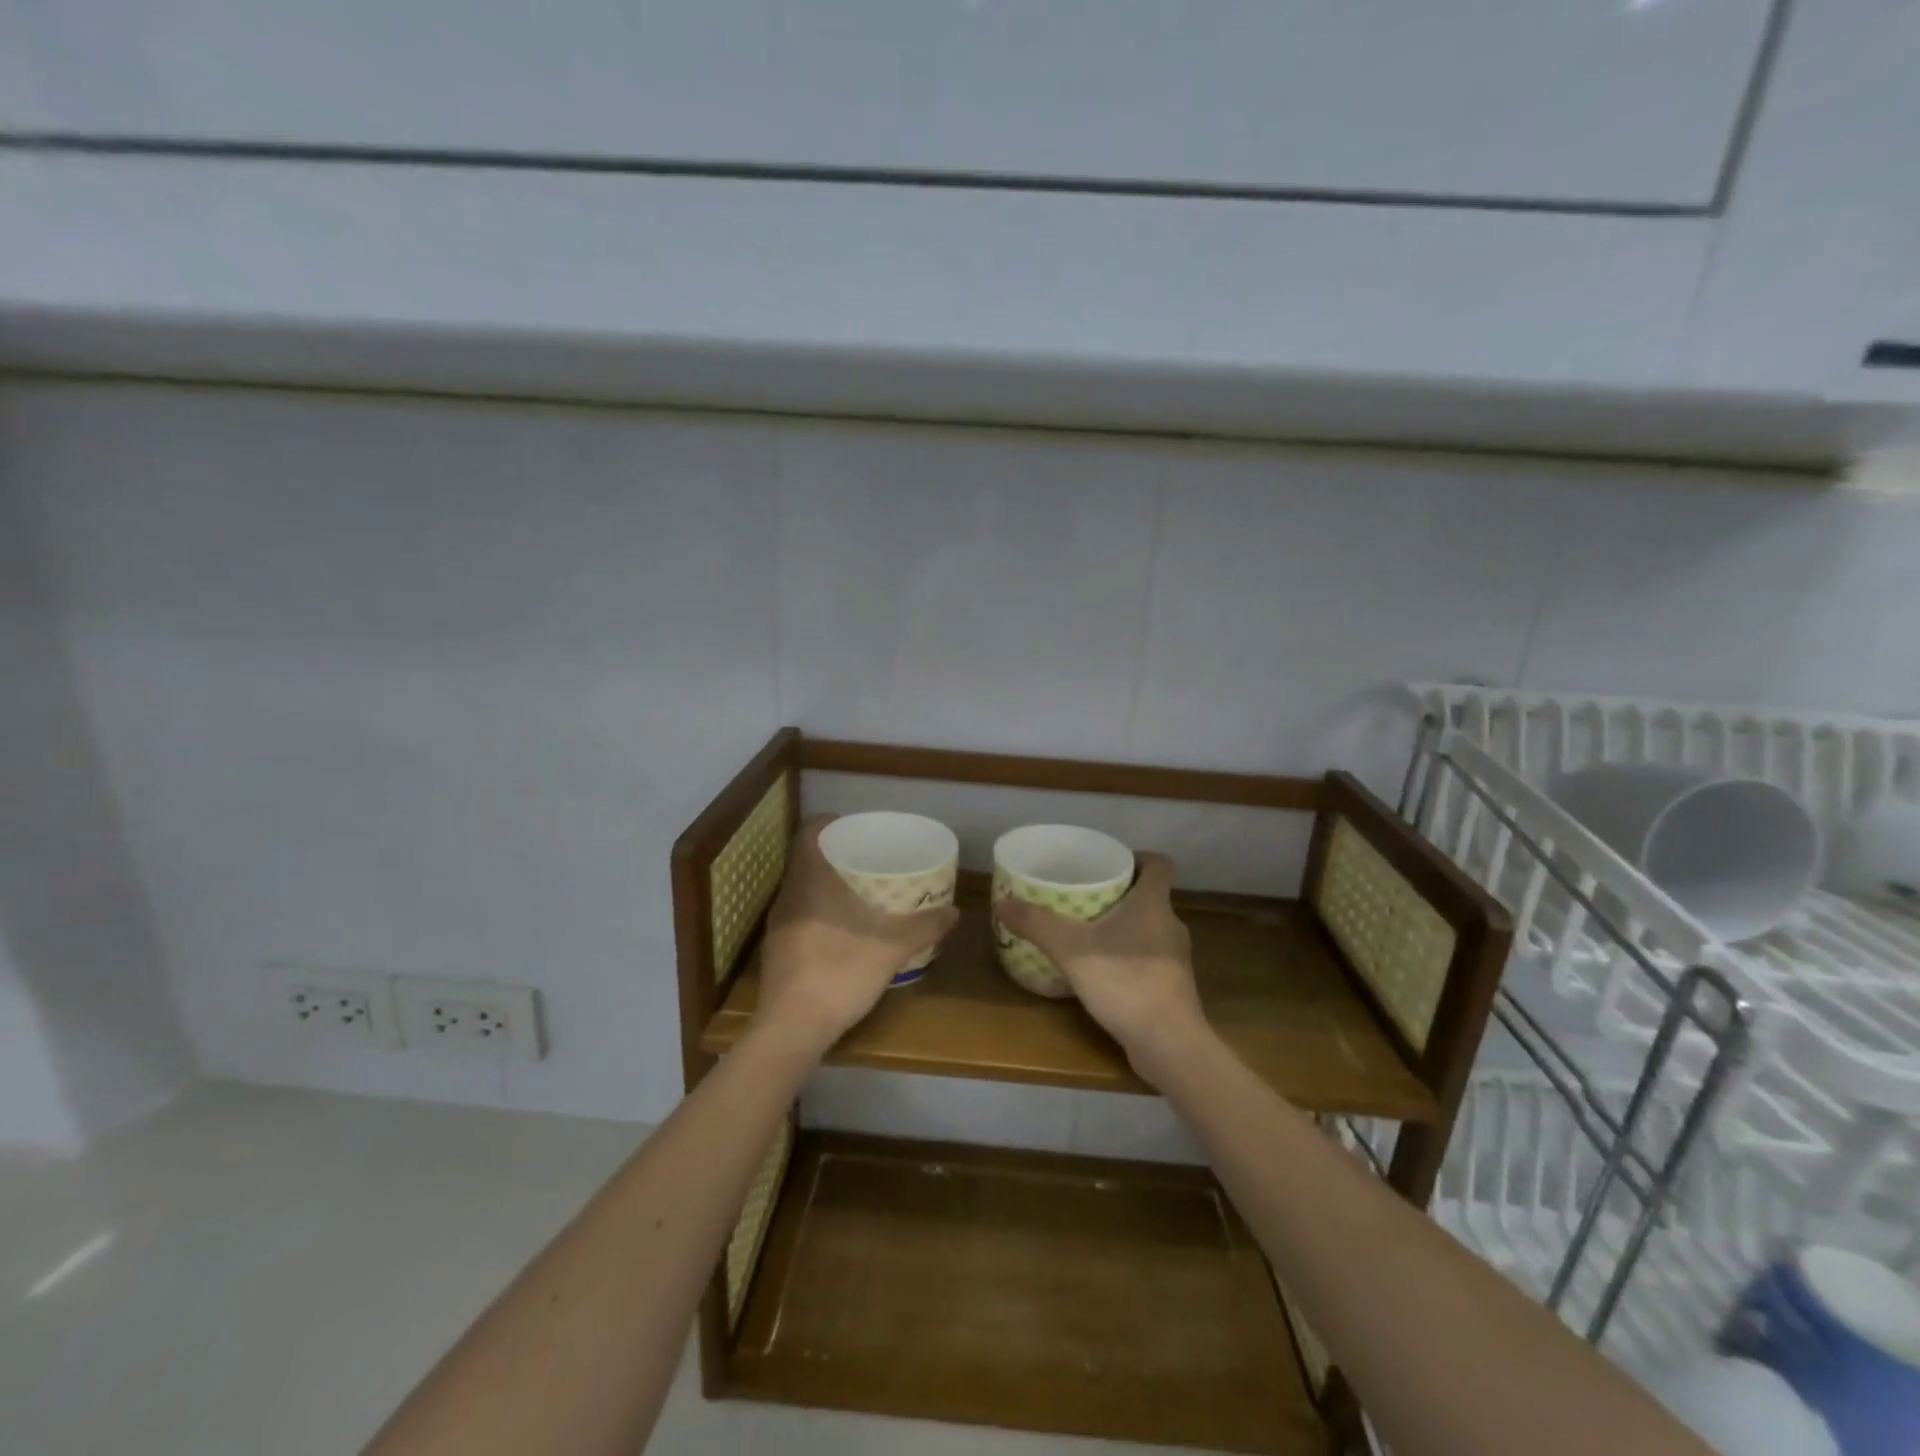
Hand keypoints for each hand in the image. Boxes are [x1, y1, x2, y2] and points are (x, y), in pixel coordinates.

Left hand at [752, 816, 959, 1059]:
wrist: (791, 1030)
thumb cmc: (838, 974)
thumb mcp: (890, 949)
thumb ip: (923, 927)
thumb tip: (954, 911)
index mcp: (809, 883)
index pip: (808, 834)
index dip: (829, 823)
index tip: (854, 826)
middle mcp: (788, 898)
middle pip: (805, 861)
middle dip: (834, 854)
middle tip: (866, 857)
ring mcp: (778, 927)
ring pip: (801, 890)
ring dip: (825, 884)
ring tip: (858, 890)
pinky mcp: (777, 953)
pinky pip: (798, 915)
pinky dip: (819, 911)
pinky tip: (842, 929)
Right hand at [992, 853, 1210, 1084]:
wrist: (1169, 1045)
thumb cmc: (1125, 982)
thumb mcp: (1070, 949)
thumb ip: (1036, 924)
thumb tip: (1001, 902)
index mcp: (1154, 903)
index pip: (1159, 865)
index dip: (1138, 858)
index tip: (1109, 863)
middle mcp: (1170, 924)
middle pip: (1149, 897)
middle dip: (1119, 894)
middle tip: (1083, 896)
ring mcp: (1175, 958)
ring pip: (1149, 929)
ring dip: (1123, 927)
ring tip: (1087, 932)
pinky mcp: (1172, 987)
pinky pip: (1148, 959)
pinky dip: (1127, 957)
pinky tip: (1102, 971)